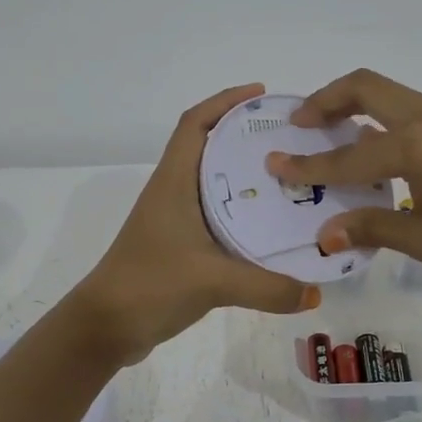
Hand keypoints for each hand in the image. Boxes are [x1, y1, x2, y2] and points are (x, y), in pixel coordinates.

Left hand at [70, 84, 321, 365]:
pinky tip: (271, 229)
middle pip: (210, 149)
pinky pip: (217, 218)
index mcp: (174, 182)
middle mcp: (174, 193)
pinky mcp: (180, 248)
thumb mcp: (212, 282)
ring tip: (292, 179)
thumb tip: (315, 295)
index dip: (225, 101)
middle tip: (293, 140)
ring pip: (215, 185)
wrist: (105, 327)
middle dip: (247, 137)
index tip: (262, 94)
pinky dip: (242, 215)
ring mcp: (175, 221)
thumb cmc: (150, 285)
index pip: (195, 124)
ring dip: (246, 177)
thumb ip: (266, 287)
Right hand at [267, 69, 421, 287]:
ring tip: (327, 133)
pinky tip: (372, 151)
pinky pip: (406, 111)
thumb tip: (324, 236)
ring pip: (388, 94)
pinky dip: (377, 119)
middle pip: (366, 86)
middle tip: (299, 126)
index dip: (309, 165)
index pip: (348, 154)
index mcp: (417, 144)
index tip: (274, 164)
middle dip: (326, 100)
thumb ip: (372, 227)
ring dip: (352, 105)